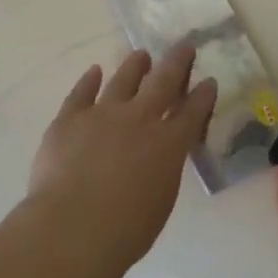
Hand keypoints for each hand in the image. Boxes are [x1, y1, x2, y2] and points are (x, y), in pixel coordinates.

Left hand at [23, 48, 217, 277]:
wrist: (72, 228)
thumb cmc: (124, 231)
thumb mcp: (161, 200)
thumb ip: (164, 170)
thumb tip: (159, 156)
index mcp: (168, 144)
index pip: (192, 112)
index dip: (203, 95)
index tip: (209, 80)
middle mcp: (139, 119)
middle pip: (162, 82)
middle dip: (177, 63)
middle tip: (184, 46)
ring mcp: (102, 114)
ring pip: (123, 80)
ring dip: (135, 65)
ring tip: (141, 54)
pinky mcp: (69, 118)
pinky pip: (81, 93)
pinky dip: (89, 80)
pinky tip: (94, 71)